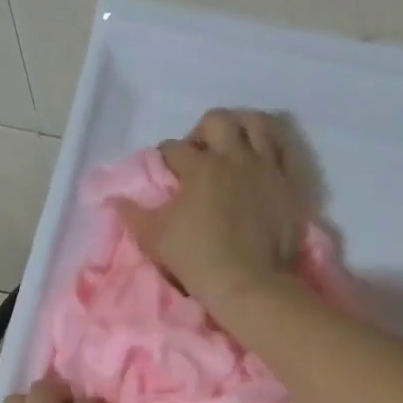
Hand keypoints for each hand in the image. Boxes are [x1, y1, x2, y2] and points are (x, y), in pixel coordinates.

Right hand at [117, 108, 304, 317]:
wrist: (249, 283)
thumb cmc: (196, 258)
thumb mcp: (153, 238)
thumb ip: (132, 214)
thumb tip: (114, 200)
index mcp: (200, 167)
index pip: (173, 148)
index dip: (163, 158)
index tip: (163, 173)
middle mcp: (234, 158)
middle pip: (217, 120)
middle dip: (201, 132)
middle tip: (198, 156)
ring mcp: (265, 168)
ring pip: (255, 124)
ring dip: (239, 129)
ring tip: (231, 149)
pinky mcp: (287, 184)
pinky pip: (280, 151)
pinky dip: (267, 149)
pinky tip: (257, 164)